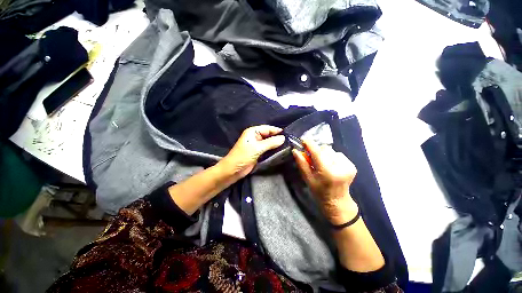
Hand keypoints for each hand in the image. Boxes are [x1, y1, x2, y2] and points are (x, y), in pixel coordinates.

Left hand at [219, 125, 285, 179]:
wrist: (233, 170)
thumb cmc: (243, 156)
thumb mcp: (257, 148)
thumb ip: (271, 142)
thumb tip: (283, 138)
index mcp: (253, 132)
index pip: (267, 128)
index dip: (277, 131)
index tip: (288, 134)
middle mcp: (255, 137)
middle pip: (269, 135)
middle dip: (277, 138)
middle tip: (289, 141)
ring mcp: (257, 145)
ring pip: (269, 142)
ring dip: (276, 144)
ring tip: (287, 146)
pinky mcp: (258, 153)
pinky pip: (267, 149)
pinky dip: (273, 150)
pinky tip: (281, 151)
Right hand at [292, 139, 357, 224]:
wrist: (337, 201)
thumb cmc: (319, 191)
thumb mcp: (307, 178)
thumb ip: (302, 163)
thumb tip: (295, 150)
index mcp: (328, 172)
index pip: (318, 152)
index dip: (310, 144)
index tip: (303, 140)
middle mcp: (340, 167)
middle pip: (325, 149)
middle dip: (317, 152)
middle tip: (313, 159)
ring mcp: (348, 166)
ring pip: (331, 150)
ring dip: (324, 154)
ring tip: (323, 164)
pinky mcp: (352, 165)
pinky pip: (338, 154)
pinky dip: (332, 157)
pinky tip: (331, 166)